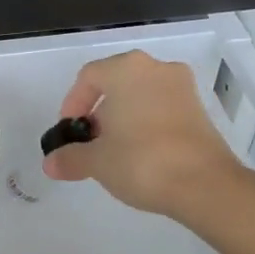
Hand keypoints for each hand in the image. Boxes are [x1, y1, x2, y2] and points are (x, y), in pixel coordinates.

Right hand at [43, 50, 240, 217]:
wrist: (204, 185)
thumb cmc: (141, 161)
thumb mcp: (97, 161)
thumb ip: (70, 158)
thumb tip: (50, 164)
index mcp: (126, 69)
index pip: (88, 77)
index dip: (72, 104)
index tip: (70, 131)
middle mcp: (156, 68)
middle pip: (116, 83)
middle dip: (98, 112)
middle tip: (90, 142)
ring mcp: (182, 87)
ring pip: (140, 95)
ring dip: (123, 118)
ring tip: (114, 151)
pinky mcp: (199, 109)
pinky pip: (161, 108)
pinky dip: (146, 124)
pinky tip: (141, 154)